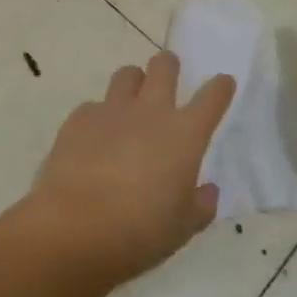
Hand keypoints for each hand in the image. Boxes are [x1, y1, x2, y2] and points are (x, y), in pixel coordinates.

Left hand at [28, 52, 235, 287]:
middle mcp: (151, 112)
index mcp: (185, 135)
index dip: (220, 87)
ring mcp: (112, 110)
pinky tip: (94, 139)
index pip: (212, 98)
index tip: (223, 83)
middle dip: (169, 64)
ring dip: (134, 82)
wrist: (74, 228)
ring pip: (127, 75)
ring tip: (131, 102)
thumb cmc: (139, 232)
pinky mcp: (79, 118)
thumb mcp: (182, 228)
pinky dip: (99, 117)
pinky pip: (94, 106)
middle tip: (168, 74)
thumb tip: (208, 190)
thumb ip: (200, 205)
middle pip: (164, 66)